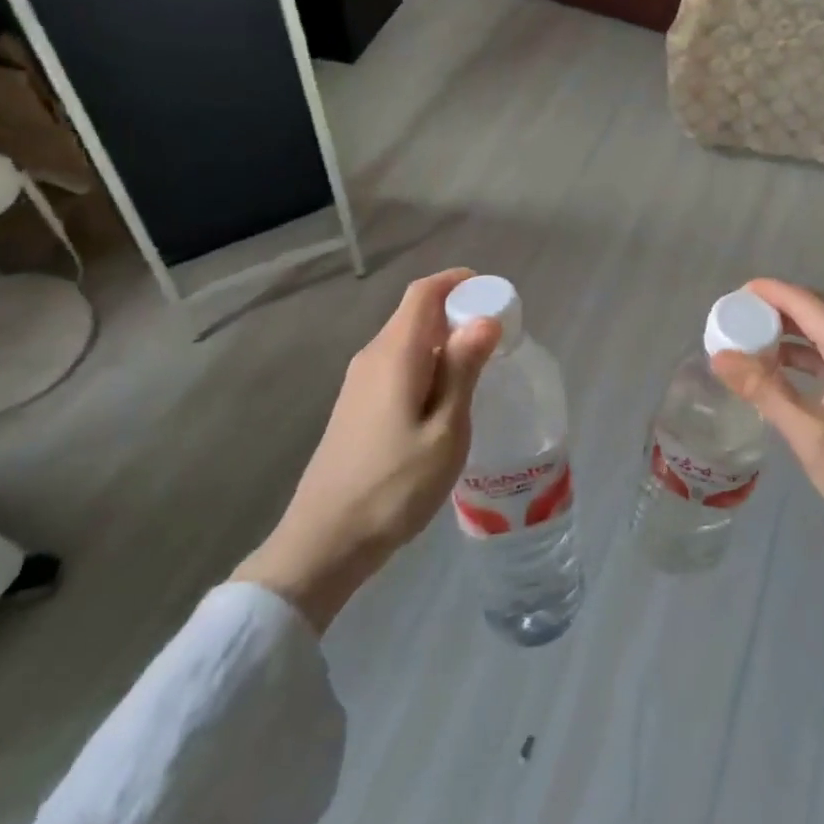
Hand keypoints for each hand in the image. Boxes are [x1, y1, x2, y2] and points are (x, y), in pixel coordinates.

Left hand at [233, 268, 500, 631]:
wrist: (324, 542)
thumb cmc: (393, 486)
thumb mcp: (444, 430)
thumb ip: (462, 370)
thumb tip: (483, 319)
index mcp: (394, 354)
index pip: (423, 293)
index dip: (457, 281)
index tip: (492, 291)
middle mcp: (372, 358)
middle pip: (416, 315)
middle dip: (457, 313)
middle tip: (499, 337)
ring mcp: (359, 384)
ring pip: (407, 343)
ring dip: (444, 343)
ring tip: (481, 369)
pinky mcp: (357, 408)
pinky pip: (398, 367)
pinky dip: (428, 366)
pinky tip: (447, 400)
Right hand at [716, 280, 823, 749]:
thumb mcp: (812, 437)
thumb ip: (766, 391)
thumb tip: (720, 356)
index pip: (809, 305)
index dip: (772, 292)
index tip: (733, 293)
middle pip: (819, 313)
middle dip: (777, 308)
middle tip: (736, 315)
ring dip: (789, 333)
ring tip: (748, 340)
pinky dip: (803, 358)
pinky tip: (778, 372)